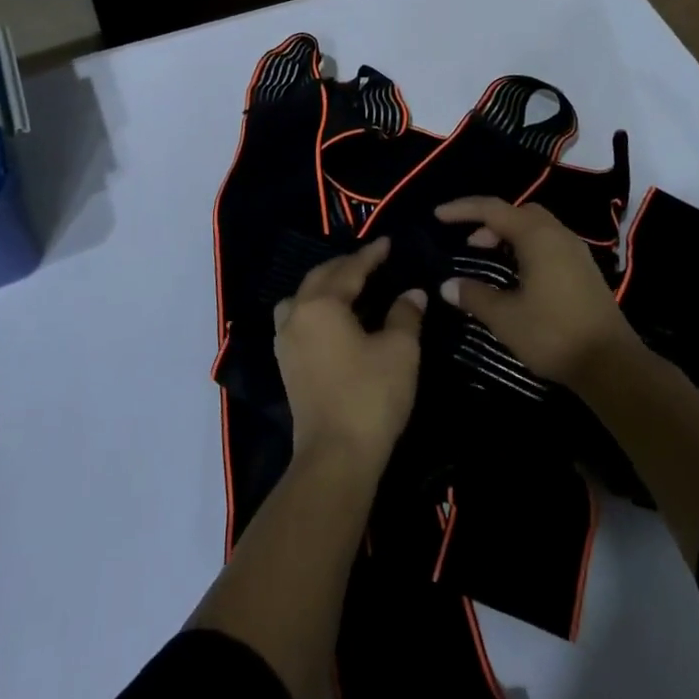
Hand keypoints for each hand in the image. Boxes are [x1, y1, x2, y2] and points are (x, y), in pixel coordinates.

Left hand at [273, 237, 425, 468]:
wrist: (336, 455)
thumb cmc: (370, 395)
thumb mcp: (400, 350)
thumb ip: (405, 314)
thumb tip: (412, 293)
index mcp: (322, 304)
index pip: (349, 269)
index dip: (371, 255)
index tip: (388, 243)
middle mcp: (297, 315)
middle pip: (320, 278)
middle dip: (345, 266)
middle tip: (371, 261)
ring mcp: (286, 341)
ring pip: (301, 298)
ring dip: (324, 286)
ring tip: (348, 287)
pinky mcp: (286, 364)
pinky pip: (297, 320)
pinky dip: (314, 309)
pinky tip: (332, 320)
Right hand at [435, 197, 642, 388]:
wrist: (612, 364)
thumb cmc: (553, 334)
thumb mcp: (505, 317)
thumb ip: (474, 296)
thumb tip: (447, 285)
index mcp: (537, 236)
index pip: (492, 209)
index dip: (463, 209)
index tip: (438, 216)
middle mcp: (558, 234)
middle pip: (518, 212)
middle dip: (489, 222)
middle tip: (469, 244)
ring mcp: (576, 252)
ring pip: (536, 228)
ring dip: (508, 236)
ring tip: (488, 259)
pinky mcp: (584, 270)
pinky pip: (548, 243)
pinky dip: (526, 248)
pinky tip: (517, 276)